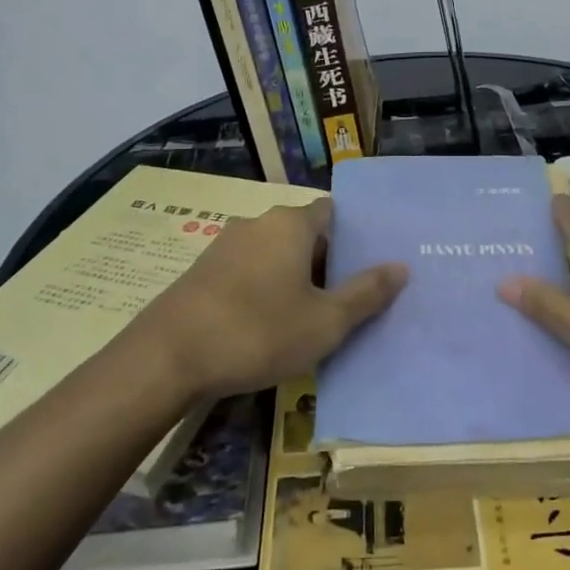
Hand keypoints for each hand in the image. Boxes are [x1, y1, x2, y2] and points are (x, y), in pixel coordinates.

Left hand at [135, 198, 406, 400]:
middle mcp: (258, 222)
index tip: (366, 266)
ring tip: (307, 315)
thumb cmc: (259, 332)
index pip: (332, 212)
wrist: (168, 356)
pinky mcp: (202, 270)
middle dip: (324, 261)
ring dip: (291, 277)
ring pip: (273, 252)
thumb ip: (367, 293)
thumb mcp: (325, 321)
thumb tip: (401, 267)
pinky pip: (247, 269)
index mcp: (291, 223)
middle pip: (303, 233)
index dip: (352, 237)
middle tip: (344, 298)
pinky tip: (265, 323)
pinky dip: (262, 287)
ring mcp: (224, 244)